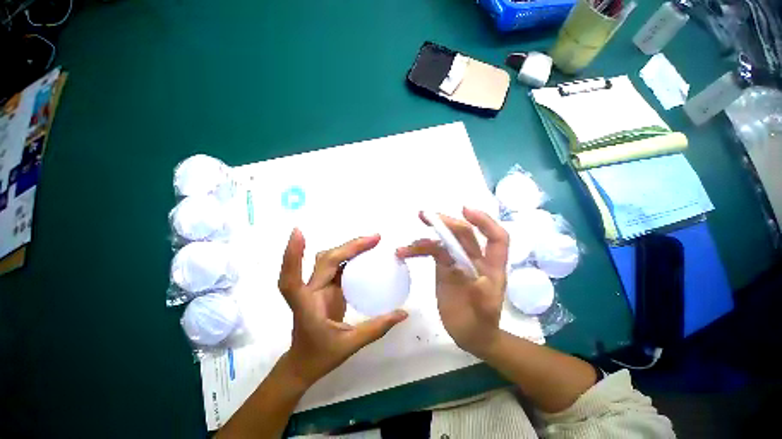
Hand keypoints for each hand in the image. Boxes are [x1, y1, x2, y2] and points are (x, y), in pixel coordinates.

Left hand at [277, 229, 407, 386]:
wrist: (304, 364)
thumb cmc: (320, 356)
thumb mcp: (350, 345)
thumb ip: (376, 328)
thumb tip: (402, 313)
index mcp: (307, 305)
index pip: (292, 279)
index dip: (293, 255)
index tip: (298, 232)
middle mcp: (310, 290)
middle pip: (325, 261)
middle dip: (349, 246)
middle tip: (375, 239)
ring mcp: (317, 286)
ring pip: (329, 259)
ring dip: (348, 248)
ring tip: (372, 242)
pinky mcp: (325, 286)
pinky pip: (337, 266)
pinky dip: (350, 257)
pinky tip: (365, 254)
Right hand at [396, 208, 507, 356]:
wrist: (469, 334)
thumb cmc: (481, 323)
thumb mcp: (485, 314)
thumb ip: (483, 297)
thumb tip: (477, 278)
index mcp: (492, 265)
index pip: (496, 237)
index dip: (484, 221)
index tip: (464, 210)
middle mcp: (475, 257)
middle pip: (464, 233)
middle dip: (446, 223)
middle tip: (425, 216)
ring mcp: (457, 260)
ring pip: (443, 241)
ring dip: (425, 239)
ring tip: (406, 247)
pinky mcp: (443, 266)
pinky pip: (431, 251)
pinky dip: (418, 250)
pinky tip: (404, 253)